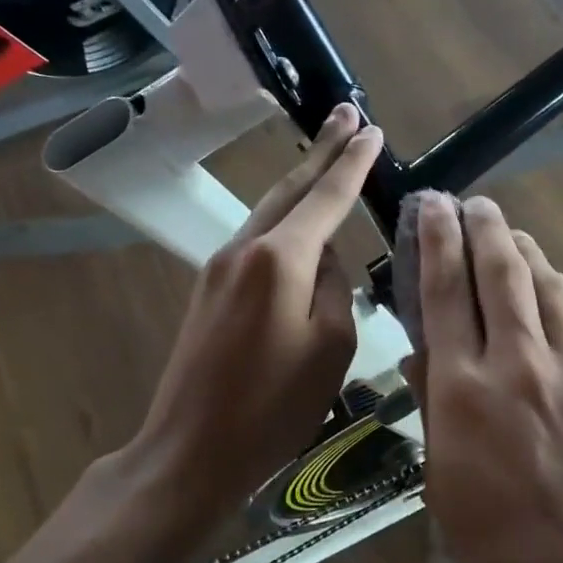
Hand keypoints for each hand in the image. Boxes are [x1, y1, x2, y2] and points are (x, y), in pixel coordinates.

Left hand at [130, 104, 383, 515]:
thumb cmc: (272, 408)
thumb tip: (323, 259)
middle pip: (291, 188)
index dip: (352, 162)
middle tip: (347, 114)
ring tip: (330, 157)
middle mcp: (245, 249)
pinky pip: (257, 240)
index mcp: (280, 259)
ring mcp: (220, 267)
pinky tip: (302, 224)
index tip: (371, 129)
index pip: (326, 196)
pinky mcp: (210, 290)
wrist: (191, 448)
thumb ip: (334, 289)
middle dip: (322, 150)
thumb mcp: (330, 349)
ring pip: (270, 211)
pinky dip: (284, 219)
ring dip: (302, 183)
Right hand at [410, 194, 562, 562]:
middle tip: (475, 204)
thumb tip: (426, 357)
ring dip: (529, 255)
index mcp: (466, 390)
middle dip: (485, 228)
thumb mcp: (445, 484)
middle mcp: (522, 362)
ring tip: (515, 238)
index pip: (444, 293)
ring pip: (552, 288)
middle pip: (502, 272)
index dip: (436, 242)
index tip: (432, 206)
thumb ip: (437, 409)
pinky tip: (561, 295)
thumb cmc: (506, 551)